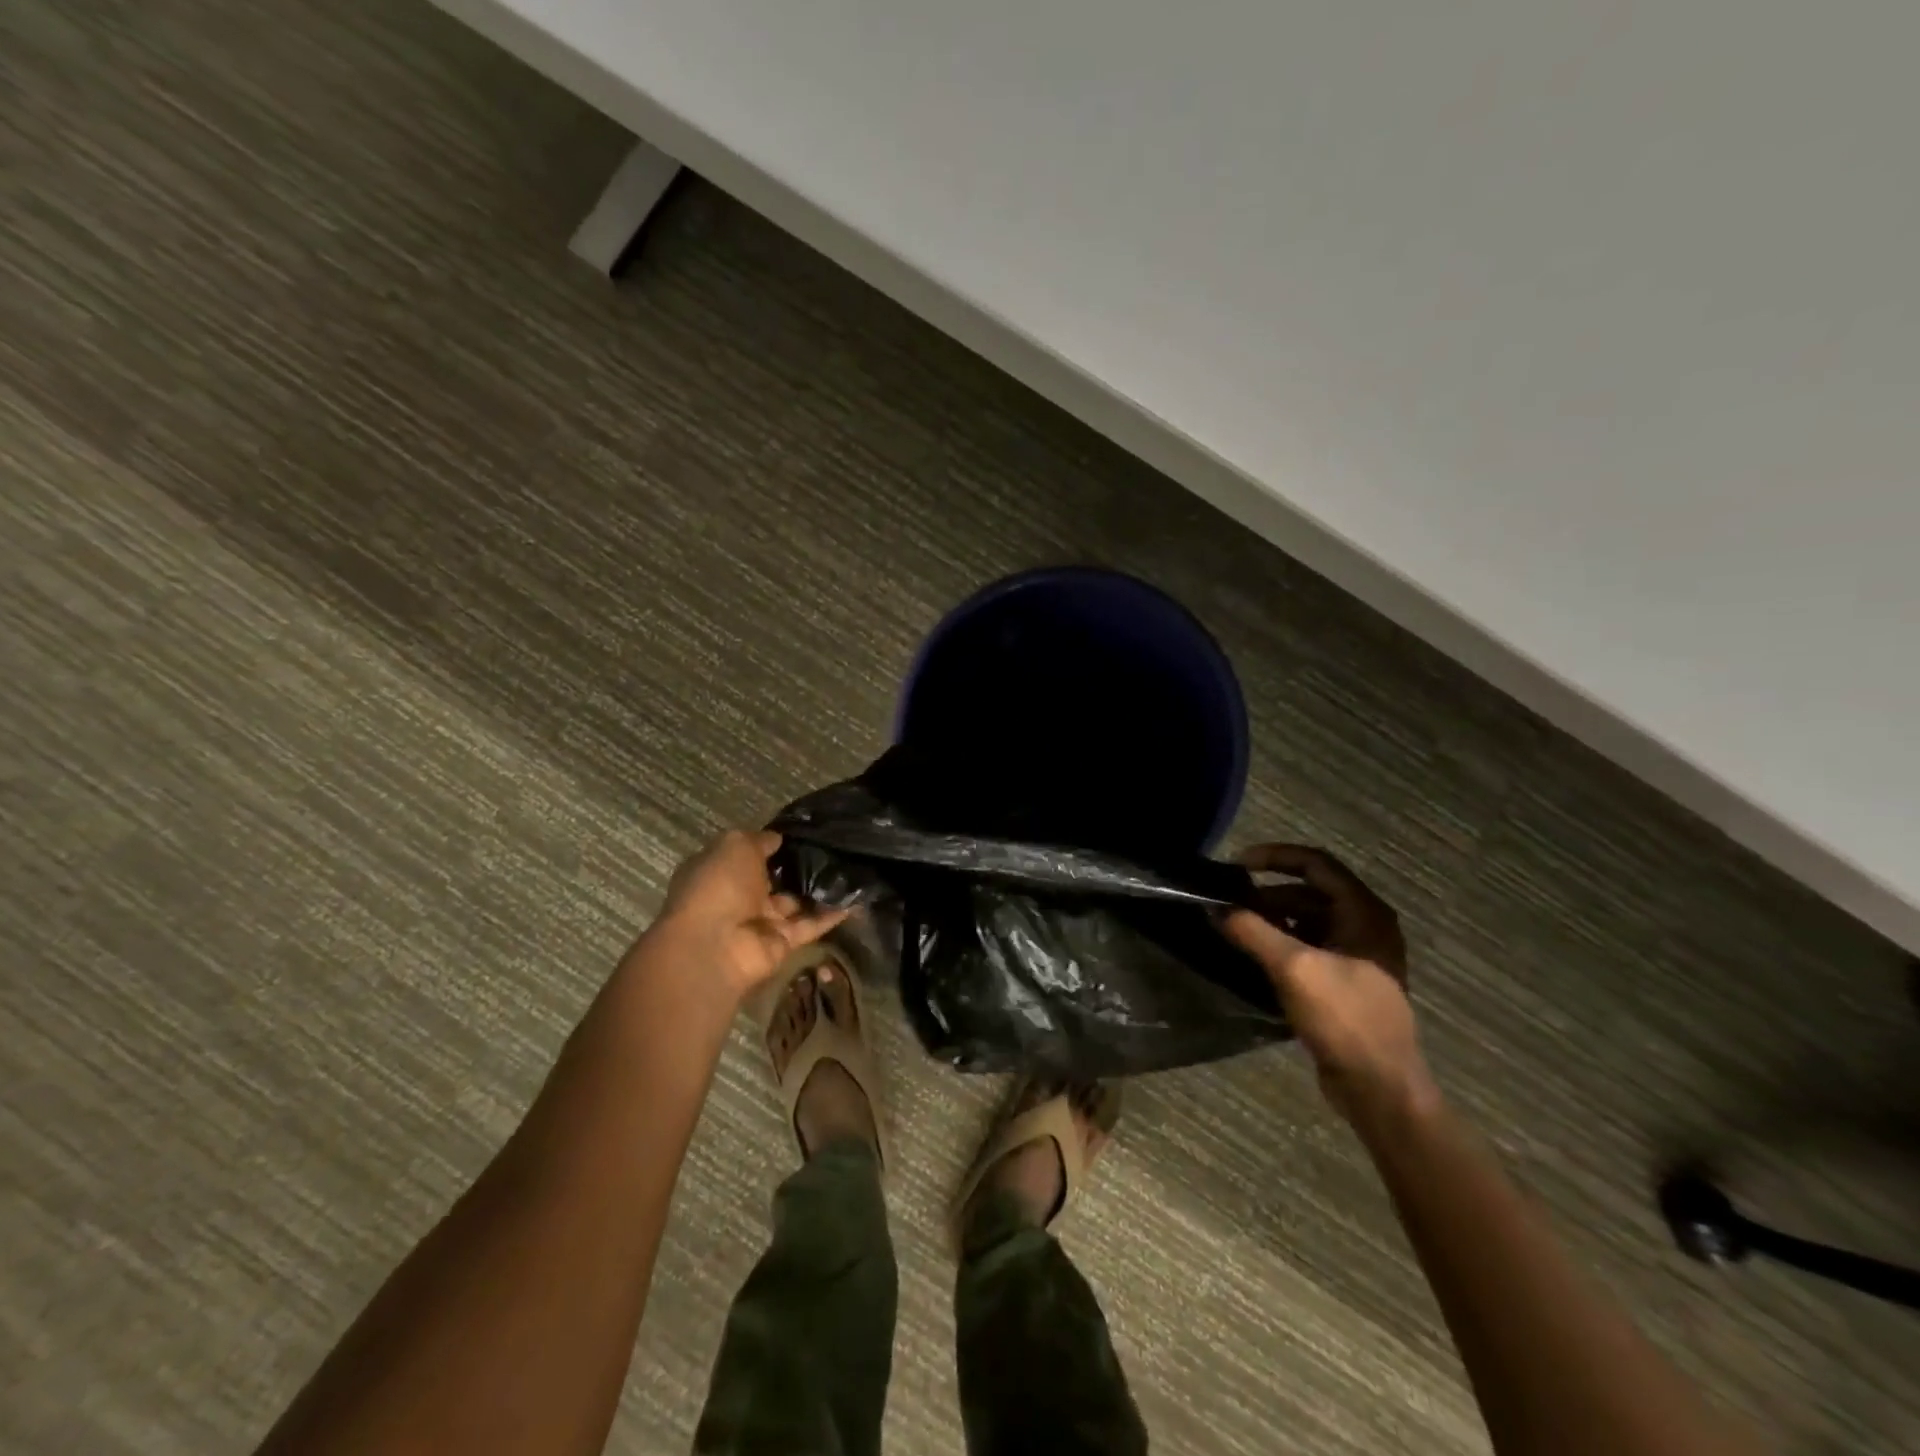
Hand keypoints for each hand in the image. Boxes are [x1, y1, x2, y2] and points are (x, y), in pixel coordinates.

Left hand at [636, 830, 847, 1005]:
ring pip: (796, 902)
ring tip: (851, 868)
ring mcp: (761, 922)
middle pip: (774, 880)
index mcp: (720, 871)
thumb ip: (759, 840)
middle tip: (834, 848)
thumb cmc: (718, 886)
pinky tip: (856, 898)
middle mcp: (739, 897)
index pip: (747, 855)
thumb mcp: (735, 846)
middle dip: (799, 866)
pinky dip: (832, 914)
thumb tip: (777, 838)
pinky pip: (810, 925)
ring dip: (820, 889)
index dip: (771, 845)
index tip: (802, 832)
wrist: (715, 946)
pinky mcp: (782, 943)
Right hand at [1222, 844, 1435, 1123]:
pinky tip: (1254, 956)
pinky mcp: (1346, 982)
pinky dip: (1281, 944)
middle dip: (1267, 893)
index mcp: (1364, 913)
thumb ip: (1252, 931)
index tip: (1236, 864)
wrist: (1381, 1089)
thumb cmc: (1344, 1018)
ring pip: (1308, 920)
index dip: (1275, 856)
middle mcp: (1366, 926)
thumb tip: (1215, 908)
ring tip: (1236, 928)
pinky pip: (1309, 947)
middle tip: (1230, 902)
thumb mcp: (1293, 968)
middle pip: (1310, 892)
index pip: (1316, 864)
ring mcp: (1358, 956)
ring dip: (1272, 919)